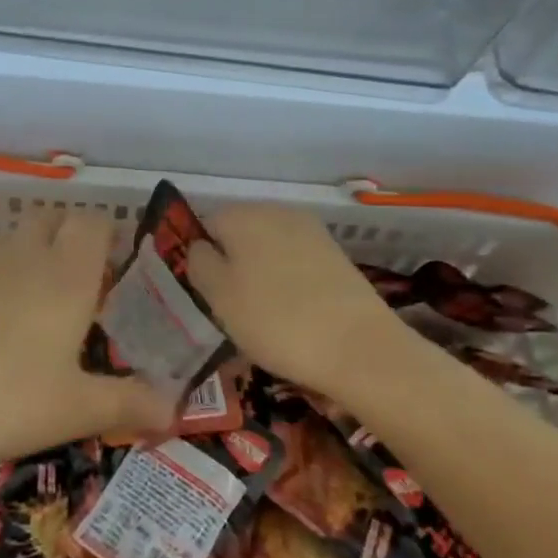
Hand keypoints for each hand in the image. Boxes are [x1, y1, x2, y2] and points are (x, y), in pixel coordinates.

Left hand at [0, 210, 177, 468]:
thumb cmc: (6, 400)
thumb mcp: (76, 410)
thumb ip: (130, 403)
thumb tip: (176, 409)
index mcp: (65, 276)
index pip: (92, 222)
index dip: (106, 234)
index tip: (114, 265)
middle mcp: (22, 257)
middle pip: (50, 219)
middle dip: (67, 237)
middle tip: (76, 283)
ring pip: (11, 242)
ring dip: (27, 258)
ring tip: (31, 309)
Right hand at [186, 204, 399, 400]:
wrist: (358, 346)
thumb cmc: (275, 320)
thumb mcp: (219, 296)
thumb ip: (199, 263)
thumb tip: (200, 247)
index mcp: (242, 215)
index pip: (206, 224)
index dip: (202, 257)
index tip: (208, 293)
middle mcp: (276, 211)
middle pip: (239, 232)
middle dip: (232, 263)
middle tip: (232, 307)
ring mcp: (310, 230)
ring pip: (268, 247)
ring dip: (260, 273)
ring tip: (264, 315)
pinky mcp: (335, 253)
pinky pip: (296, 261)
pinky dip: (288, 281)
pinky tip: (293, 312)